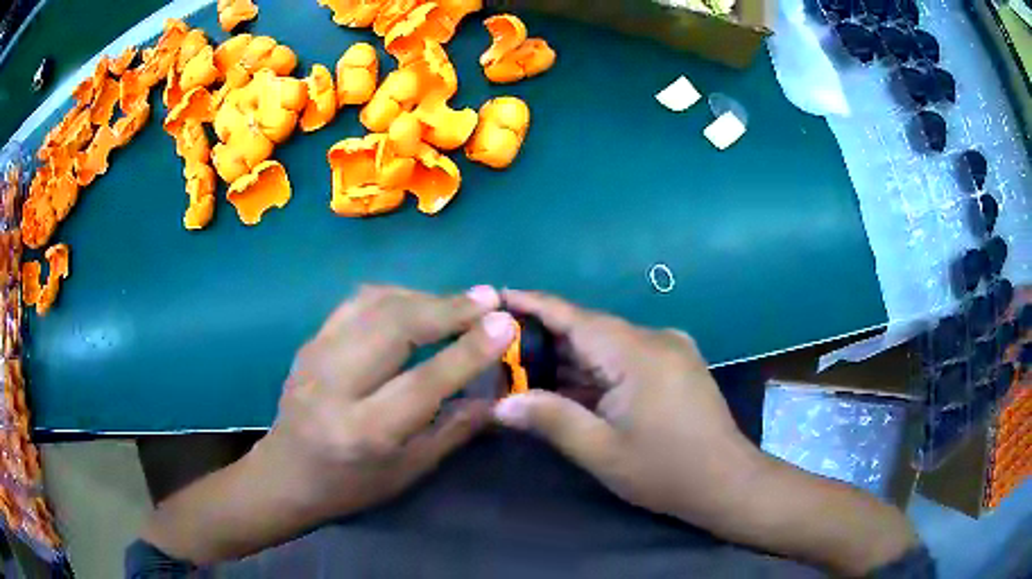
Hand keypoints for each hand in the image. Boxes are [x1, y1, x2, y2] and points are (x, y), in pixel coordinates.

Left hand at [253, 285, 516, 519]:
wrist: (285, 475)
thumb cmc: (350, 486)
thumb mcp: (408, 473)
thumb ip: (453, 430)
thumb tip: (495, 393)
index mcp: (364, 431)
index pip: (423, 382)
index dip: (468, 350)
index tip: (506, 323)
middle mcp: (335, 386)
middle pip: (394, 328)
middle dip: (448, 308)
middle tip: (489, 299)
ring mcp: (316, 356)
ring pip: (375, 305)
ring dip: (424, 296)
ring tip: (461, 301)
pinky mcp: (310, 341)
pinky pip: (356, 303)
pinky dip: (395, 294)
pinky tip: (417, 301)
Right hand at [494, 290, 757, 527]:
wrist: (727, 481)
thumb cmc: (664, 470)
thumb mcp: (601, 451)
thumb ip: (551, 420)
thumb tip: (500, 405)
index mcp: (638, 353)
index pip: (576, 318)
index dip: (534, 304)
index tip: (498, 295)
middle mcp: (656, 339)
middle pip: (591, 329)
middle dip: (547, 340)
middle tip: (502, 350)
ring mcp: (671, 349)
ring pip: (609, 344)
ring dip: (572, 358)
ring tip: (527, 369)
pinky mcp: (677, 363)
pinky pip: (627, 356)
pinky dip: (597, 368)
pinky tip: (572, 385)